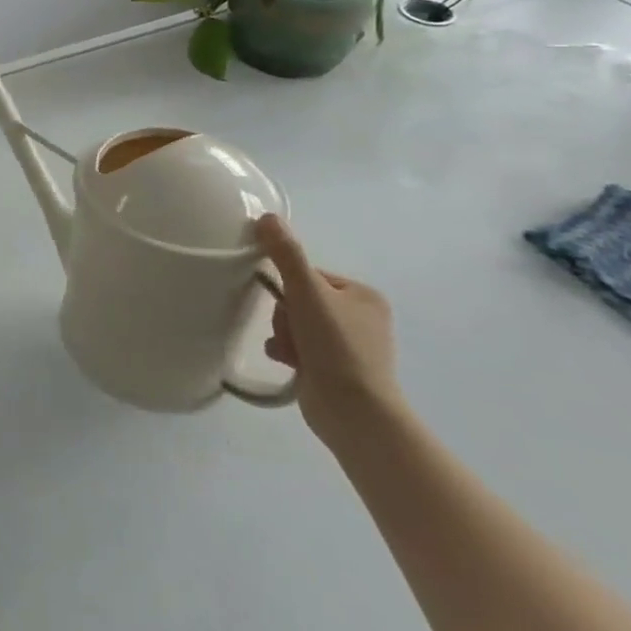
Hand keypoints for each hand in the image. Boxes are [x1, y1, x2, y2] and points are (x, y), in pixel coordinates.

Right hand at [256, 215, 402, 451]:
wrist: (353, 413)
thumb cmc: (336, 346)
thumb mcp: (307, 292)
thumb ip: (286, 253)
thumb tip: (267, 216)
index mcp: (364, 296)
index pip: (309, 275)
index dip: (290, 287)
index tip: (289, 304)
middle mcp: (361, 318)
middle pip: (300, 300)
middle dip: (286, 315)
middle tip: (291, 331)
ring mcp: (350, 346)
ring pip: (296, 323)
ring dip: (284, 334)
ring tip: (290, 351)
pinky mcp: (336, 370)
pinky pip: (299, 347)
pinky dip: (288, 351)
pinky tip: (287, 362)